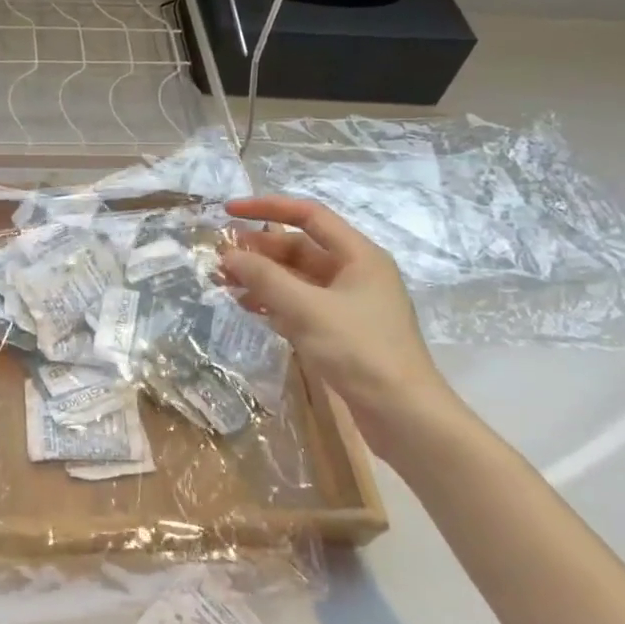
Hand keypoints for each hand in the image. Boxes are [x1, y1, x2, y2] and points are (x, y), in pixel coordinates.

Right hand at [219, 195, 462, 460]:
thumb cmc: (360, 351)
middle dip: (259, 250)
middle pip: (300, 248)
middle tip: (220, 257)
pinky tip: (249, 308)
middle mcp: (356, 273)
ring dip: (262, 277)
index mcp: (359, 256)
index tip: (229, 211)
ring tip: (225, 282)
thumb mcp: (307, 309)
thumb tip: (228, 255)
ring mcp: (350, 304)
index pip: (308, 215)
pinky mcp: (342, 331)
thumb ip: (265, 278)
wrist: (404, 415)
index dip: (267, 208)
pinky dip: (275, 302)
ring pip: (298, 278)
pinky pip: (301, 304)